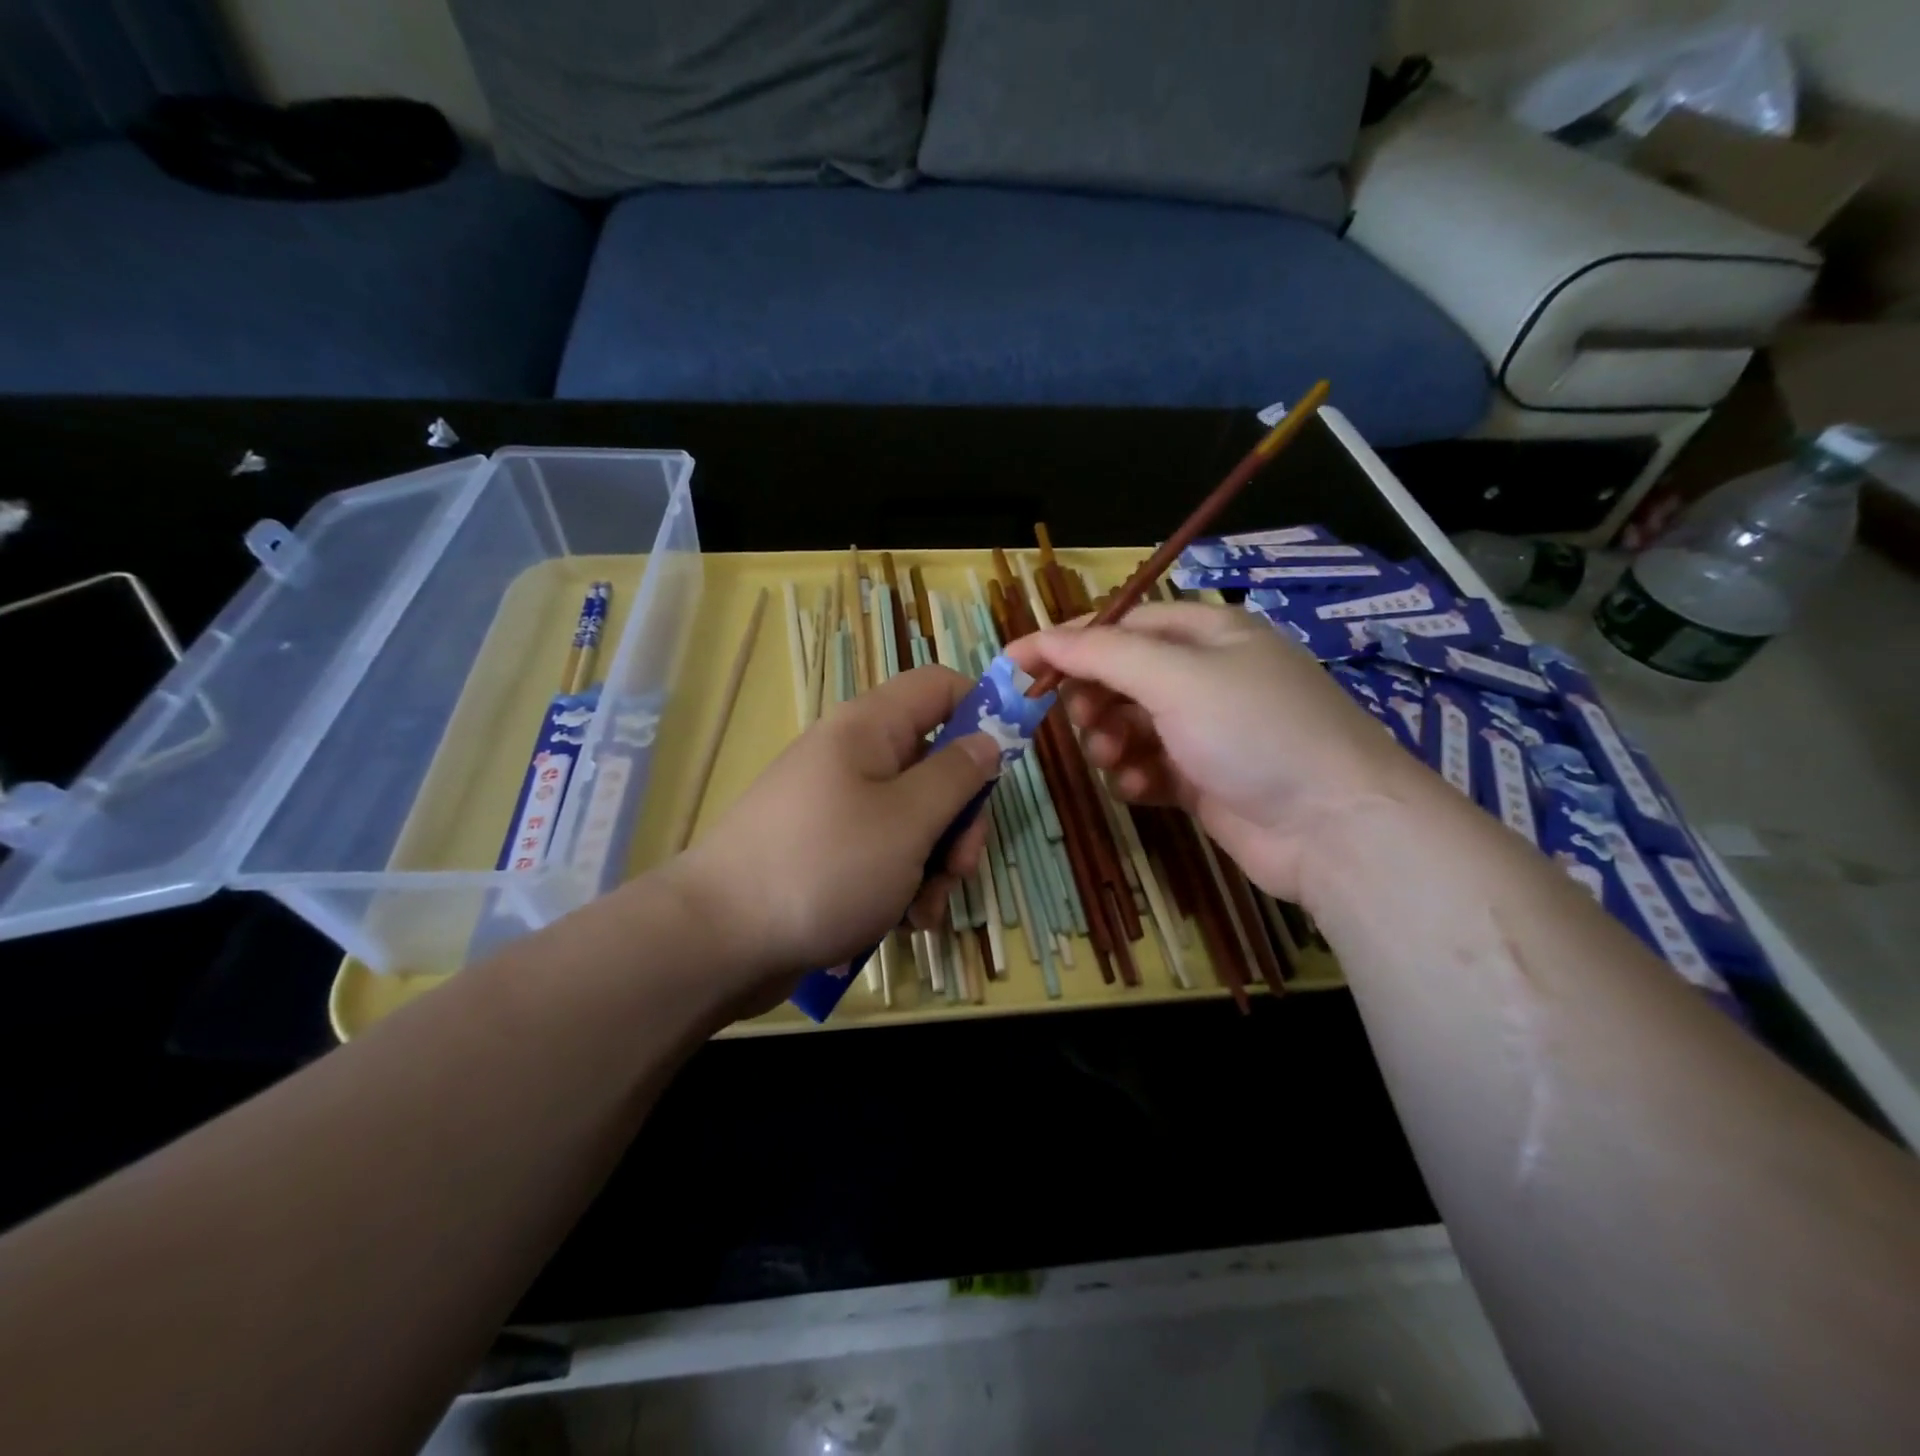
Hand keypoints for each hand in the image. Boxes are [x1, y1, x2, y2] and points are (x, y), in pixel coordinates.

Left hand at [671, 664, 999, 1001]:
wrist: (719, 940)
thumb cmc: (824, 867)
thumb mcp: (907, 821)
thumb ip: (957, 776)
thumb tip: (988, 740)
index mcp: (870, 728)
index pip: (940, 687)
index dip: (982, 712)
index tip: (1007, 764)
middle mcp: (854, 758)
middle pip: (936, 762)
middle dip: (961, 817)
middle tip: (960, 866)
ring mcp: (839, 807)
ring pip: (915, 817)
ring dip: (936, 863)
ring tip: (925, 909)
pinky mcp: (829, 852)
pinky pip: (885, 854)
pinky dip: (904, 884)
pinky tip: (904, 922)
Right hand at [1004, 603, 1424, 903]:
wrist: (1333, 828)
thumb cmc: (1255, 733)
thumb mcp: (1177, 679)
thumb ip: (1104, 655)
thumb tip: (1042, 638)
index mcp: (1208, 633)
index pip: (1119, 626)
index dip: (1067, 643)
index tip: (1015, 665)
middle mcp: (1206, 676)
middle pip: (1121, 677)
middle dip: (1094, 700)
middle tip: (1083, 722)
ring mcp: (1205, 730)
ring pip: (1128, 725)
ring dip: (1111, 741)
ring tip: (1118, 760)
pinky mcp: (1202, 778)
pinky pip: (1147, 766)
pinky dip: (1136, 775)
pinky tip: (1142, 788)